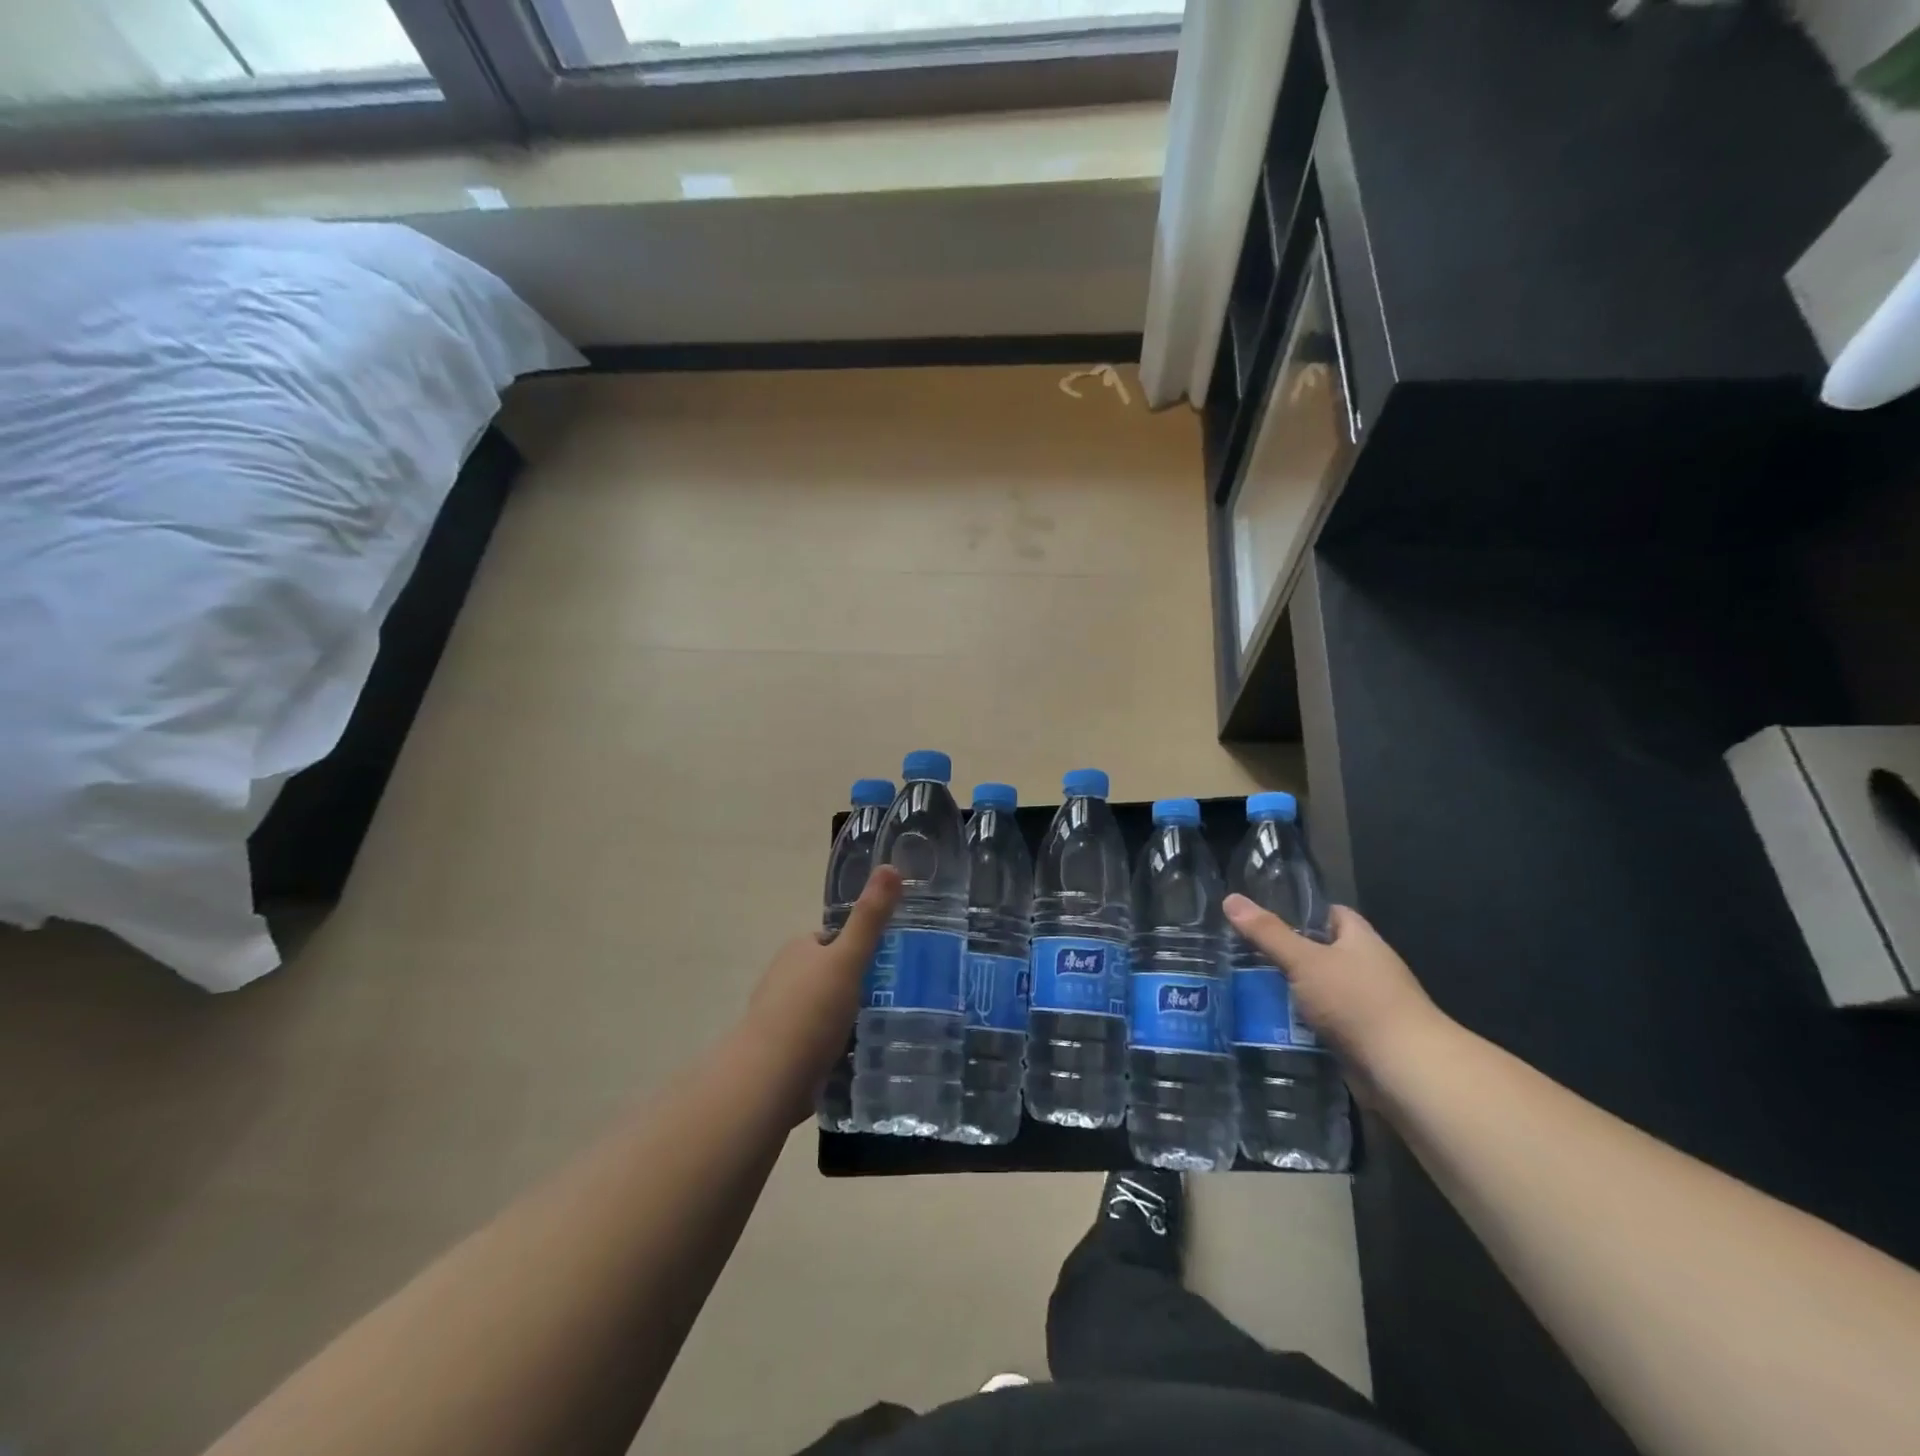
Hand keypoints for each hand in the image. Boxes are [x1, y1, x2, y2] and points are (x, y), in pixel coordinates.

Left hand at [745, 866, 900, 1119]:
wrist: (767, 1081)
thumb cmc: (810, 1013)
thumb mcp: (848, 959)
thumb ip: (870, 918)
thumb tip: (890, 866)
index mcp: (797, 951)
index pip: (830, 940)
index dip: (855, 947)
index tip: (885, 961)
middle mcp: (783, 979)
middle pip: (825, 974)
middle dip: (850, 984)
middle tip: (888, 998)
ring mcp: (779, 1019)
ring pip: (819, 1009)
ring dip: (841, 1017)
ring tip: (877, 1029)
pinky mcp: (781, 1055)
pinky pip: (813, 1042)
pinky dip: (830, 1046)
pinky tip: (853, 1058)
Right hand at [1221, 896, 1447, 1082]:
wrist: (1404, 1070)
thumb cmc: (1358, 1002)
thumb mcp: (1305, 961)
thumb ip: (1268, 933)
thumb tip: (1230, 899)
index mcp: (1361, 940)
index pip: (1331, 914)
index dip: (1301, 912)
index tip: (1264, 917)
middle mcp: (1367, 968)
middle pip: (1321, 954)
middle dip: (1287, 956)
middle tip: (1243, 955)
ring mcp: (1366, 1006)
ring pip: (1319, 991)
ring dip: (1291, 994)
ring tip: (1246, 990)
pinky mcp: (1361, 1039)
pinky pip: (1323, 1023)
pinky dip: (1301, 1025)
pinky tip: (1270, 1026)